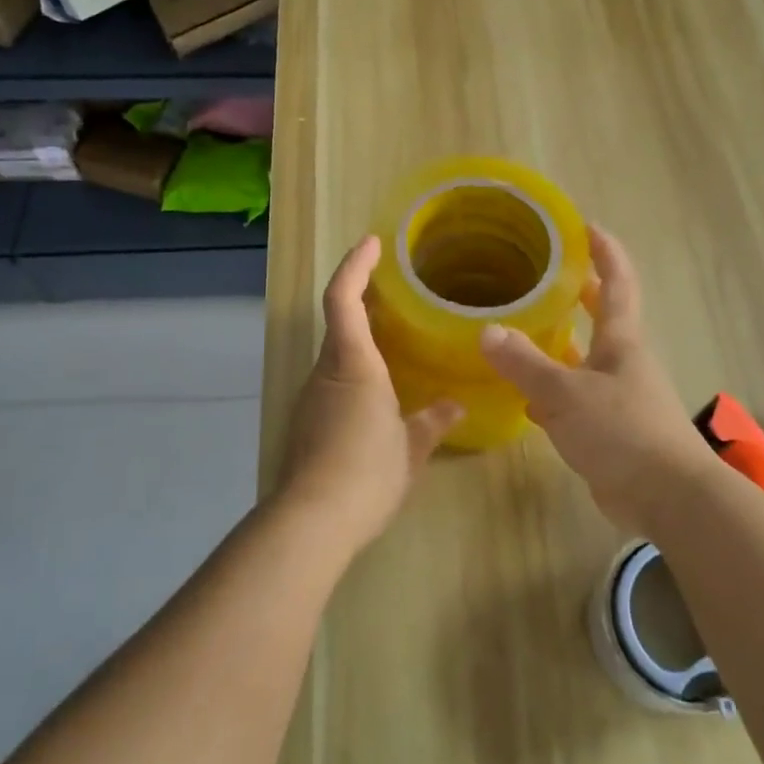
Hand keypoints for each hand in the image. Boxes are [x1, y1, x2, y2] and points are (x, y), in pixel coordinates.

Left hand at [279, 235, 462, 548]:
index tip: (373, 243)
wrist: (313, 520)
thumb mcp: (411, 448)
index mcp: (354, 364)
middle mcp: (327, 371)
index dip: (356, 265)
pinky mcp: (308, 422)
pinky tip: (379, 392)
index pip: (344, 298)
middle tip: (397, 290)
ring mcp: (313, 397)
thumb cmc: (367, 472)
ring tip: (396, 340)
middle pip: (339, 321)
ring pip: (337, 352)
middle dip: (362, 298)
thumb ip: (432, 422)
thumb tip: (454, 406)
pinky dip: (356, 370)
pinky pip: (334, 380)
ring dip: (360, 337)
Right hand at [480, 226, 718, 538]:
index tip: (584, 226)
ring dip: (559, 344)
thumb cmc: (622, 431)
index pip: (617, 282)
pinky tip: (525, 399)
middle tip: (546, 274)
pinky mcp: (609, 429)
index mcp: (620, 341)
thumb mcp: (566, 394)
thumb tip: (487, 331)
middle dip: (581, 292)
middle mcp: (622, 361)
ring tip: (521, 331)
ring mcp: (618, 396)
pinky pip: (575, 398)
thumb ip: (525, 364)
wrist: (667, 497)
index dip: (604, 251)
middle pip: (603, 316)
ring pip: (584, 359)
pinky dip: (552, 393)